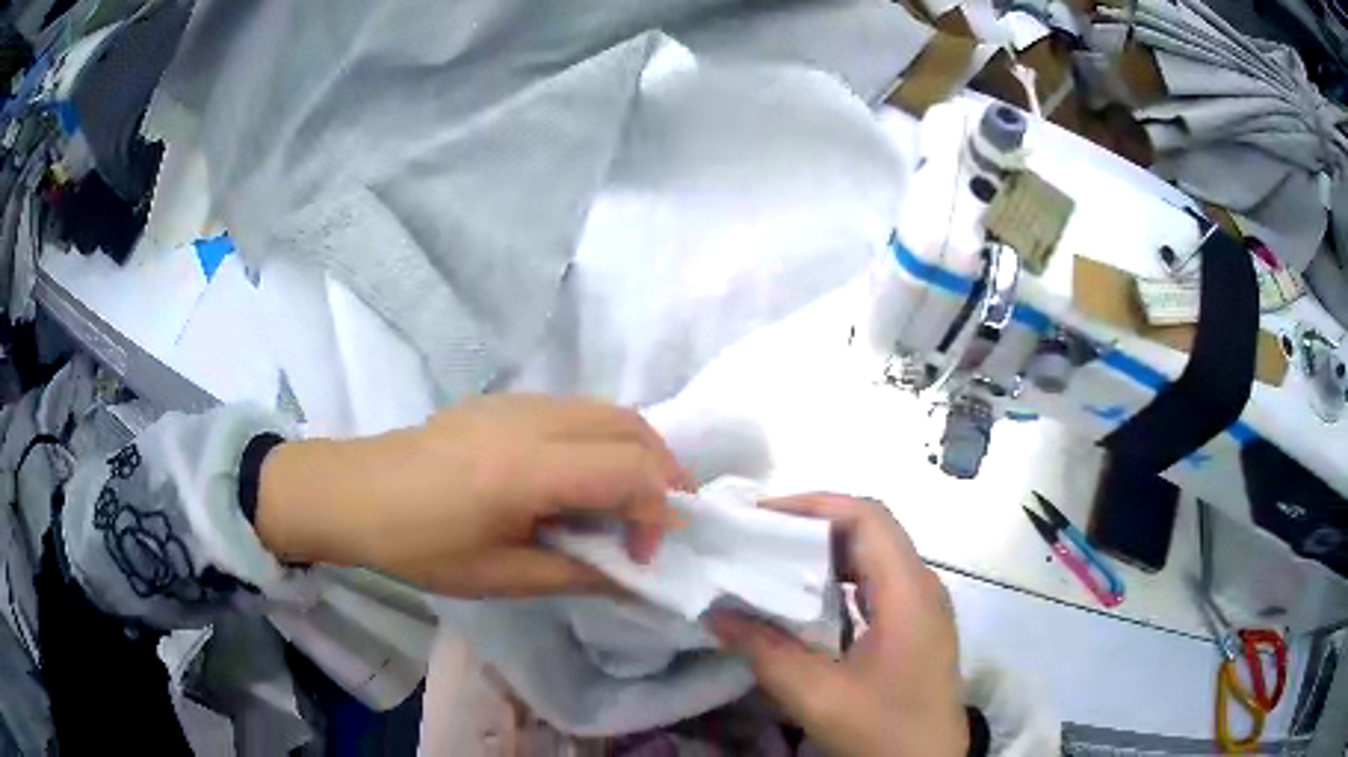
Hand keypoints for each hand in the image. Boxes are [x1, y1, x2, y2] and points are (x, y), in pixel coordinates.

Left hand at [255, 395, 689, 596]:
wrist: (356, 493)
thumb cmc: (420, 545)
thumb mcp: (500, 576)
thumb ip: (578, 573)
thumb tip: (635, 578)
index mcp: (530, 469)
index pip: (631, 472)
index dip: (656, 514)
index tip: (640, 557)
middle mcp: (535, 420)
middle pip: (632, 427)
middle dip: (665, 473)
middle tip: (661, 522)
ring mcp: (519, 402)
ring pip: (608, 410)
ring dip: (637, 452)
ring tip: (632, 501)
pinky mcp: (506, 401)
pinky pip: (578, 410)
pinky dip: (604, 439)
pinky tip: (584, 478)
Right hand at [711, 495, 966, 756]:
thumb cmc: (881, 730)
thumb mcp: (817, 695)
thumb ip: (765, 651)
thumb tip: (716, 614)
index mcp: (909, 592)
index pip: (867, 518)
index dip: (815, 505)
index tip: (761, 517)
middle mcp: (922, 587)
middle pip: (871, 531)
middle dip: (812, 527)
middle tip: (757, 540)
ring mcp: (923, 608)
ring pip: (874, 558)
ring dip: (825, 555)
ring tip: (774, 565)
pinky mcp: (916, 628)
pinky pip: (877, 586)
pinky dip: (839, 583)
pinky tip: (805, 606)